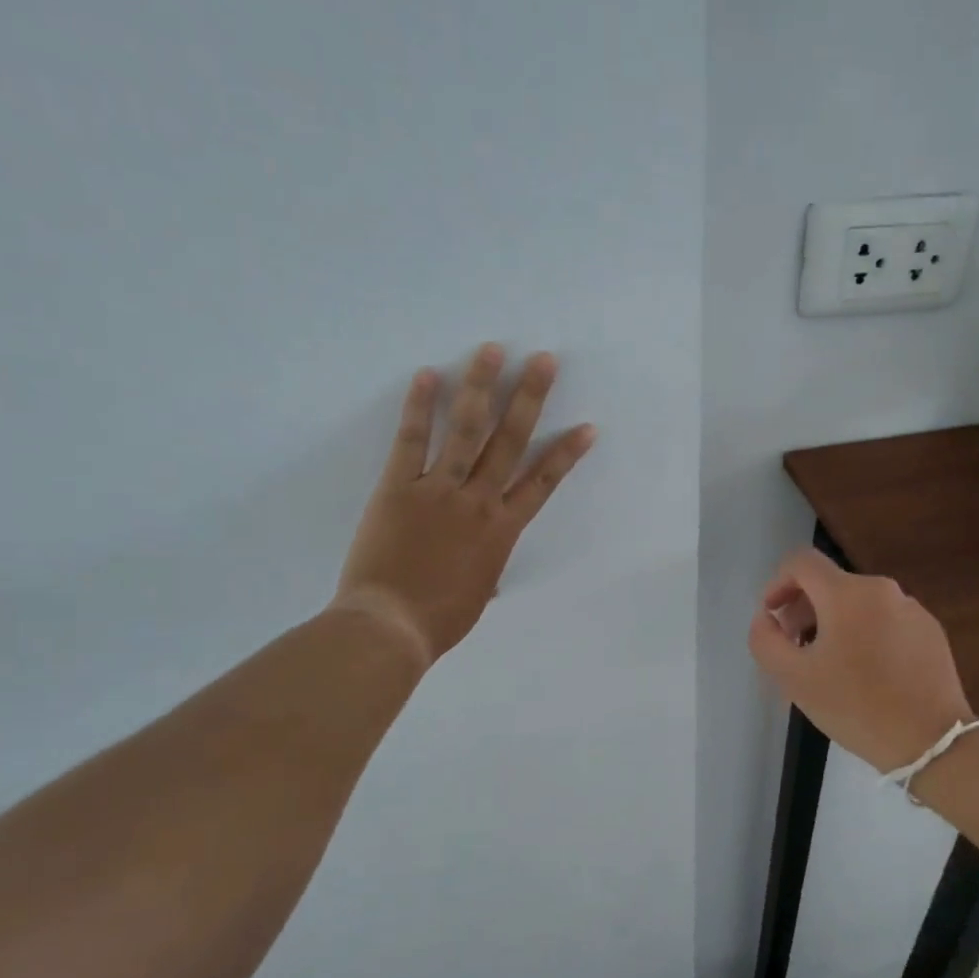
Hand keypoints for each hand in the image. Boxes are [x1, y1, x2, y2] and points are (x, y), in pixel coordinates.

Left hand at [331, 344, 594, 666]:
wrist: (390, 626)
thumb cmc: (439, 620)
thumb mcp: (477, 596)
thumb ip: (486, 571)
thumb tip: (488, 572)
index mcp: (502, 531)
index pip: (543, 483)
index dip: (566, 453)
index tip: (587, 426)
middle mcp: (478, 502)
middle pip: (510, 442)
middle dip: (530, 398)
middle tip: (545, 361)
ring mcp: (439, 491)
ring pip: (467, 431)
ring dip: (482, 388)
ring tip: (493, 351)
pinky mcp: (398, 488)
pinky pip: (412, 442)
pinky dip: (420, 408)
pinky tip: (429, 375)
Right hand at [748, 548, 974, 773]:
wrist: (932, 741)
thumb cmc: (856, 706)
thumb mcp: (794, 679)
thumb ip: (766, 641)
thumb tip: (766, 618)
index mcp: (847, 594)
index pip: (802, 563)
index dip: (778, 583)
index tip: (772, 617)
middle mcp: (882, 590)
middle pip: (831, 584)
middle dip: (803, 609)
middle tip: (795, 649)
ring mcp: (912, 609)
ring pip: (859, 604)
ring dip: (834, 624)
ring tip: (829, 666)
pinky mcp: (931, 632)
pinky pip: (885, 621)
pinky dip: (865, 635)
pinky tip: (866, 674)